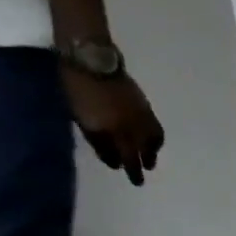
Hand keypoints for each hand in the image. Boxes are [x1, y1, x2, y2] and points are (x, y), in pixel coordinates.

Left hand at [63, 67, 164, 184]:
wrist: (93, 59)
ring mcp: (143, 119)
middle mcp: (136, 130)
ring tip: (149, 158)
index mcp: (118, 134)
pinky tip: (150, 138)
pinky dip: (155, 139)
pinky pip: (156, 130)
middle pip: (142, 154)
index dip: (126, 168)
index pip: (126, 159)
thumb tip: (112, 159)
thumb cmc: (80, 89)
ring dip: (151, 153)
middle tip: (141, 176)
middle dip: (141, 166)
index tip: (126, 174)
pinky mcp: (146, 108)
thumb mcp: (82, 118)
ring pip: (153, 143)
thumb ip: (98, 141)